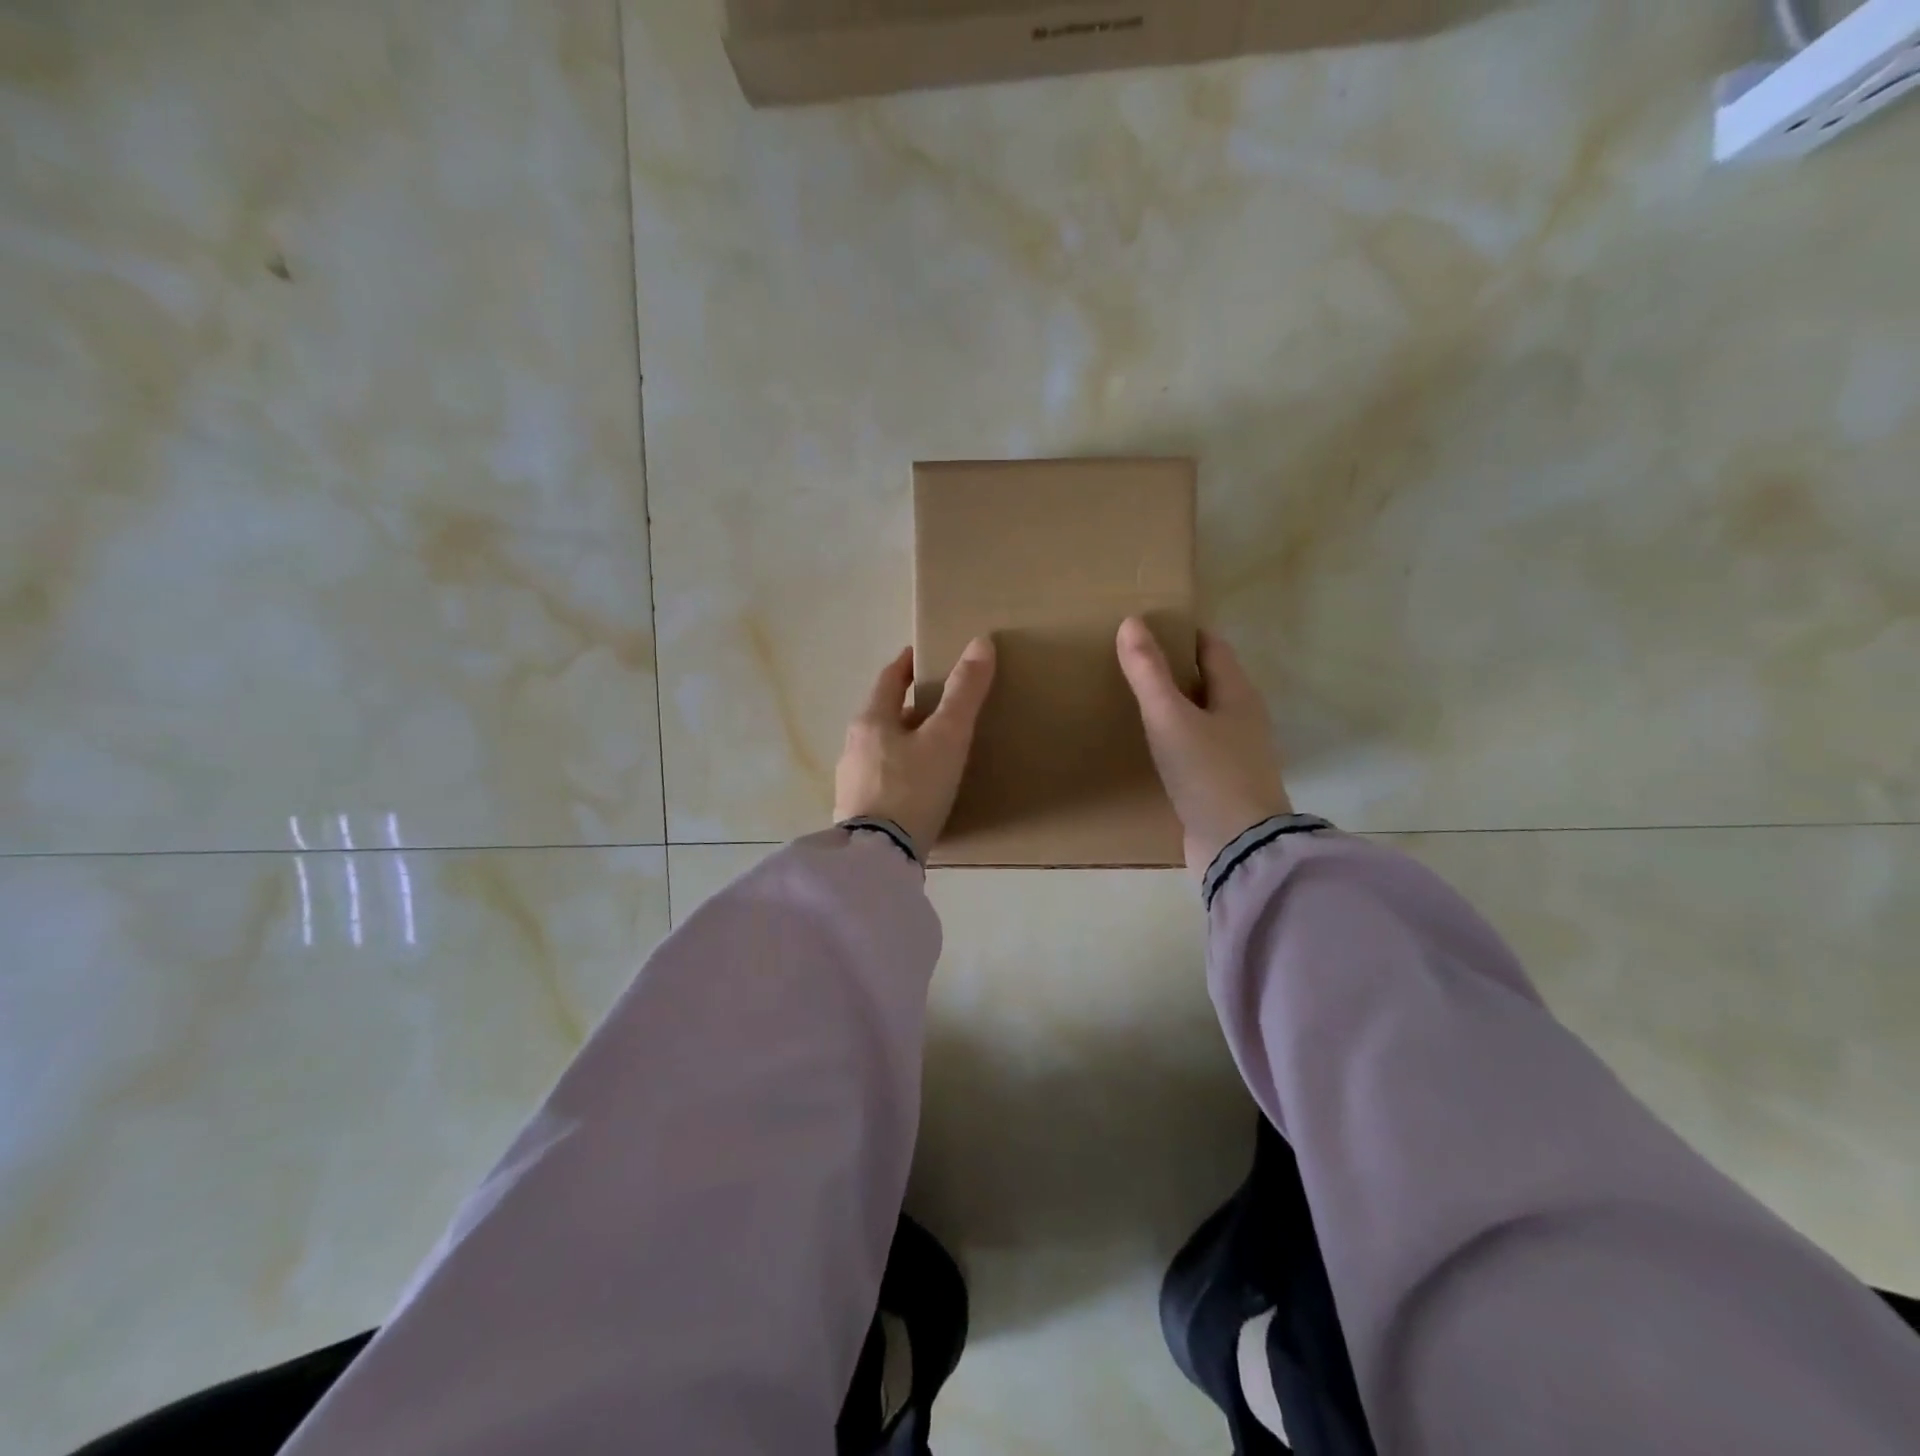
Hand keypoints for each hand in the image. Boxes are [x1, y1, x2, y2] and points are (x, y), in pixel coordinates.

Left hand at [834, 638, 996, 857]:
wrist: (880, 857)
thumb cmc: (913, 788)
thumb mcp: (947, 738)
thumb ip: (964, 692)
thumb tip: (981, 642)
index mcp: (871, 721)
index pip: (888, 680)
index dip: (906, 666)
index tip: (920, 657)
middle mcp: (853, 746)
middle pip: (883, 716)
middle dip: (909, 709)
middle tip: (939, 708)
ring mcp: (850, 781)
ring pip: (881, 750)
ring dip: (903, 743)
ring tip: (932, 750)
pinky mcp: (855, 812)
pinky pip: (880, 780)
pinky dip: (899, 773)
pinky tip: (916, 789)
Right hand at [1116, 617, 1291, 878]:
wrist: (1238, 847)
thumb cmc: (1208, 773)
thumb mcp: (1170, 718)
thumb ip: (1148, 673)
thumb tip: (1131, 622)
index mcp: (1238, 695)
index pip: (1213, 648)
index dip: (1184, 634)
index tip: (1149, 628)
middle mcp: (1243, 720)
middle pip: (1209, 682)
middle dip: (1176, 669)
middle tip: (1134, 663)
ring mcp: (1235, 755)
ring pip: (1202, 717)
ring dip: (1175, 706)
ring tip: (1136, 701)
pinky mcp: (1222, 784)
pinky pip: (1196, 749)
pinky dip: (1175, 739)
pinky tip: (1151, 747)